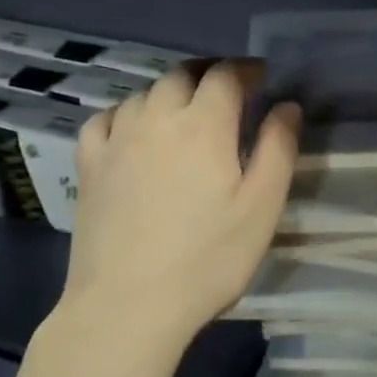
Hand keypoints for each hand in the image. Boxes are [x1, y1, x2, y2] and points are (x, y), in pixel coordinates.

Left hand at [58, 61, 299, 356]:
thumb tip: (286, 106)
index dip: (246, 69)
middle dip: (210, 74)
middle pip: (182, 75)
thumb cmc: (208, 259)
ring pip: (145, 93)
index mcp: (203, 125)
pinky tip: (135, 130)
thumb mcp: (261, 207)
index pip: (225, 75)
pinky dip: (128, 113)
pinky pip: (106, 118)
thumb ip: (278, 149)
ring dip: (171, 92)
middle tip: (229, 92)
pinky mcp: (89, 165)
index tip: (262, 78)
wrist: (128, 307)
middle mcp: (156, 119)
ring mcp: (116, 140)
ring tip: (187, 113)